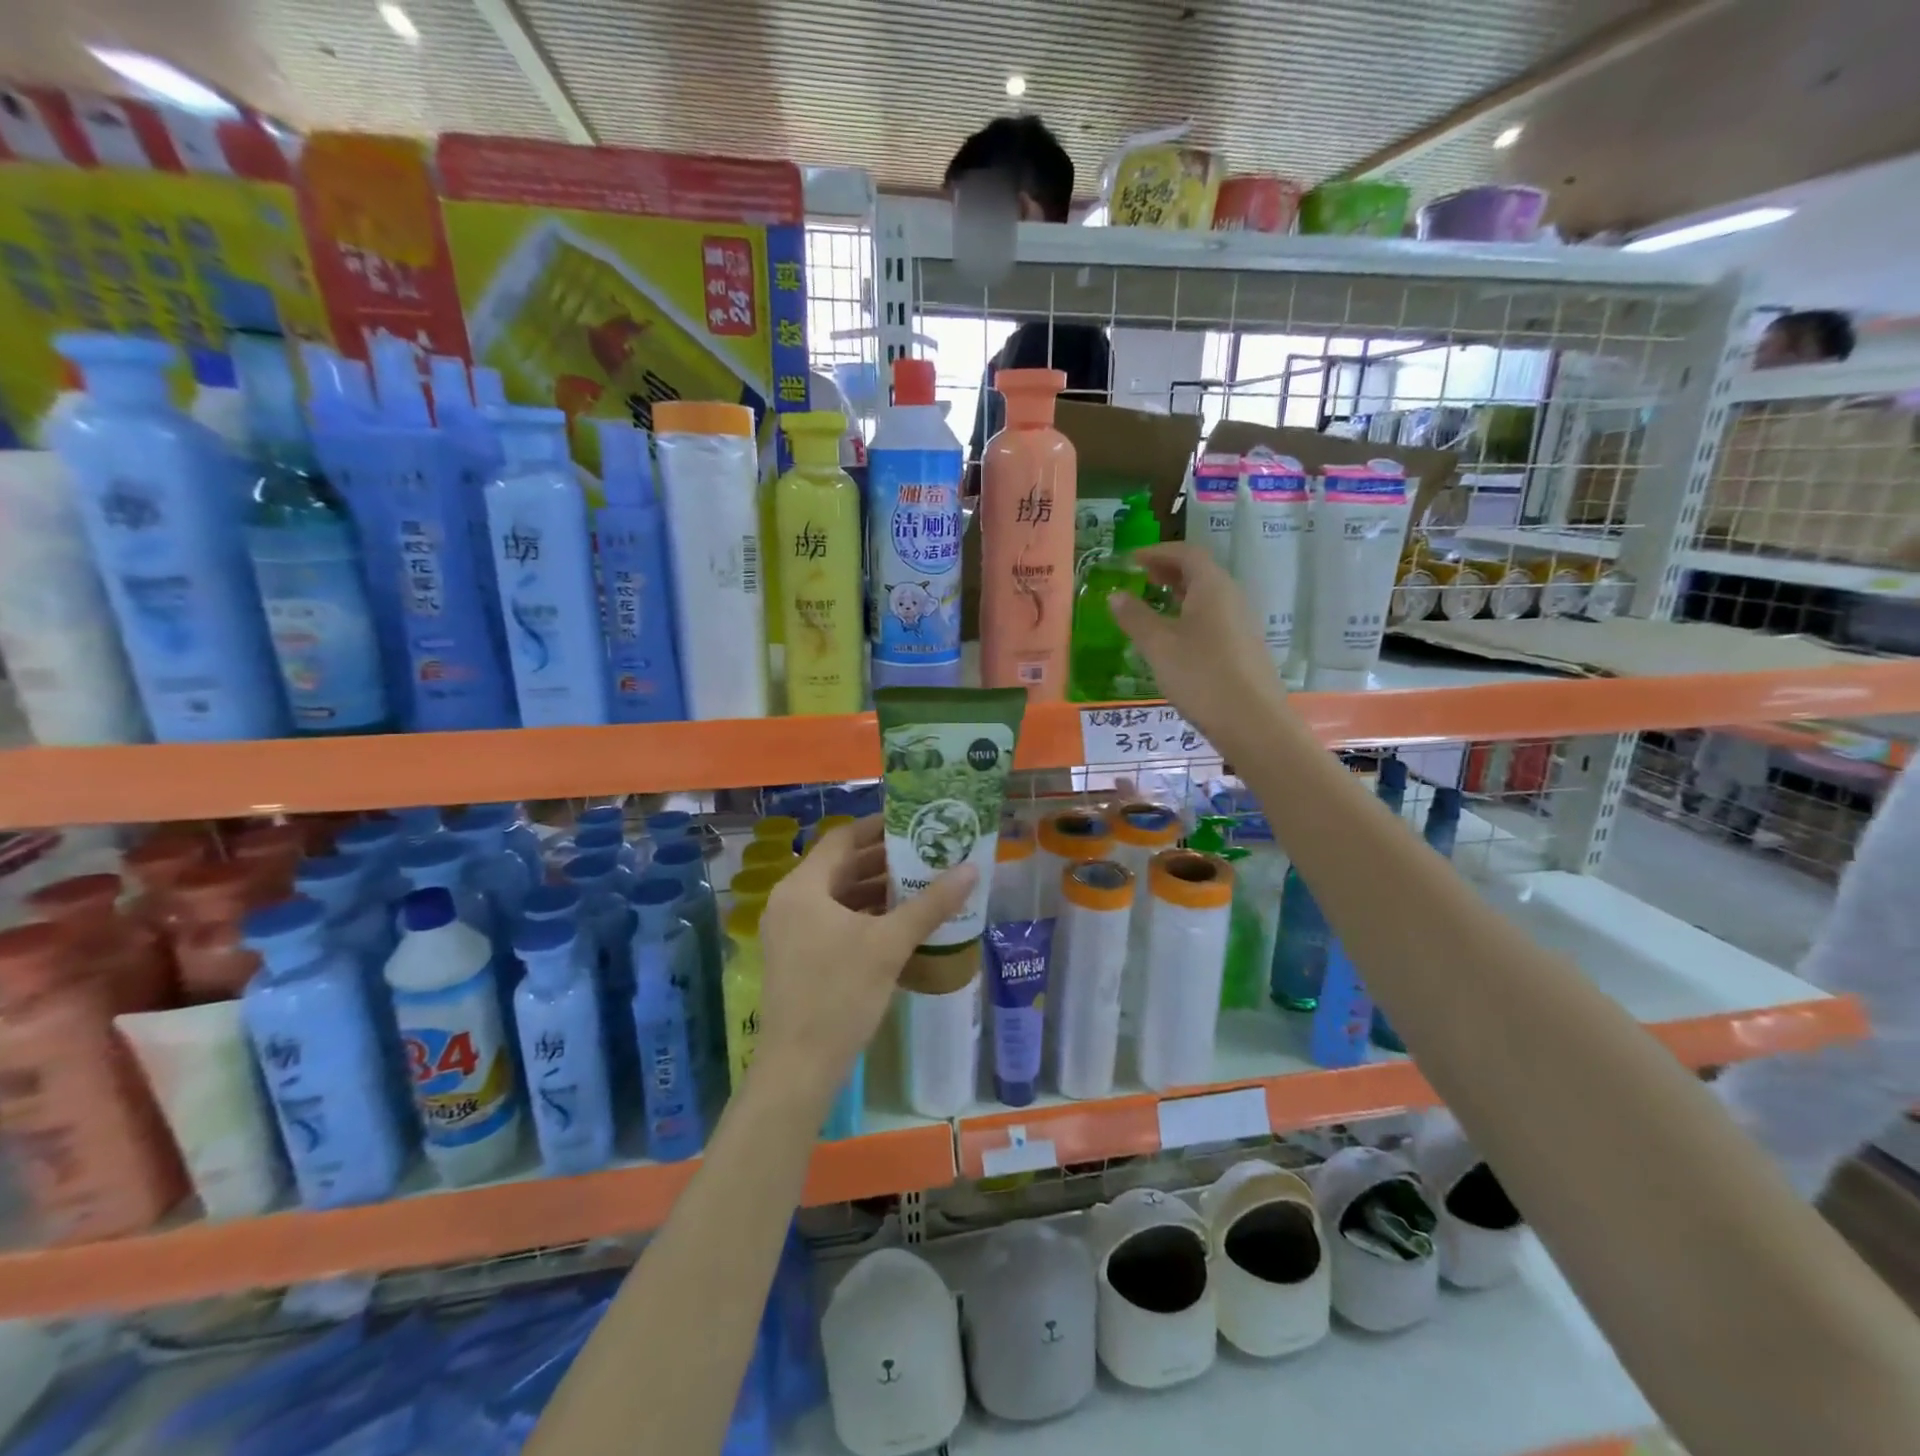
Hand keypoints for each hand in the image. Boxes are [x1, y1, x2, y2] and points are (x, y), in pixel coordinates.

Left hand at [753, 816, 975, 1102]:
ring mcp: (790, 931)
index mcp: (802, 887)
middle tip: (926, 852)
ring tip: (920, 883)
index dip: (878, 827)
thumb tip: (972, 869)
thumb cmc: (840, 995)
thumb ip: (930, 904)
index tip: (914, 822)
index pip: (842, 839)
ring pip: (837, 896)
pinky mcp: (797, 956)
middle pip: (840, 866)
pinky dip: (863, 915)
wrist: (799, 1068)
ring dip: (875, 889)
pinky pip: (833, 920)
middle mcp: (790, 901)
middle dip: (883, 860)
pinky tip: (898, 922)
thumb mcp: (889, 944)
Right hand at [1109, 542, 1288, 749]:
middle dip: (1169, 570)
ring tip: (1154, 606)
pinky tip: (1176, 639)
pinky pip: (1214, 618)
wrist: (1252, 722)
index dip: (1157, 552)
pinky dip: (1191, 616)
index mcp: (1212, 587)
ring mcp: (1242, 623)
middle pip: (1200, 572)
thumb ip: (1135, 617)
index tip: (1132, 560)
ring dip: (1180, 594)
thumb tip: (1115, 595)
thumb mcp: (1158, 646)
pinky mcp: (1244, 647)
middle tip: (1142, 578)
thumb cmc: (1201, 676)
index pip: (1186, 553)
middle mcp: (1232, 597)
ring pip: (1208, 597)